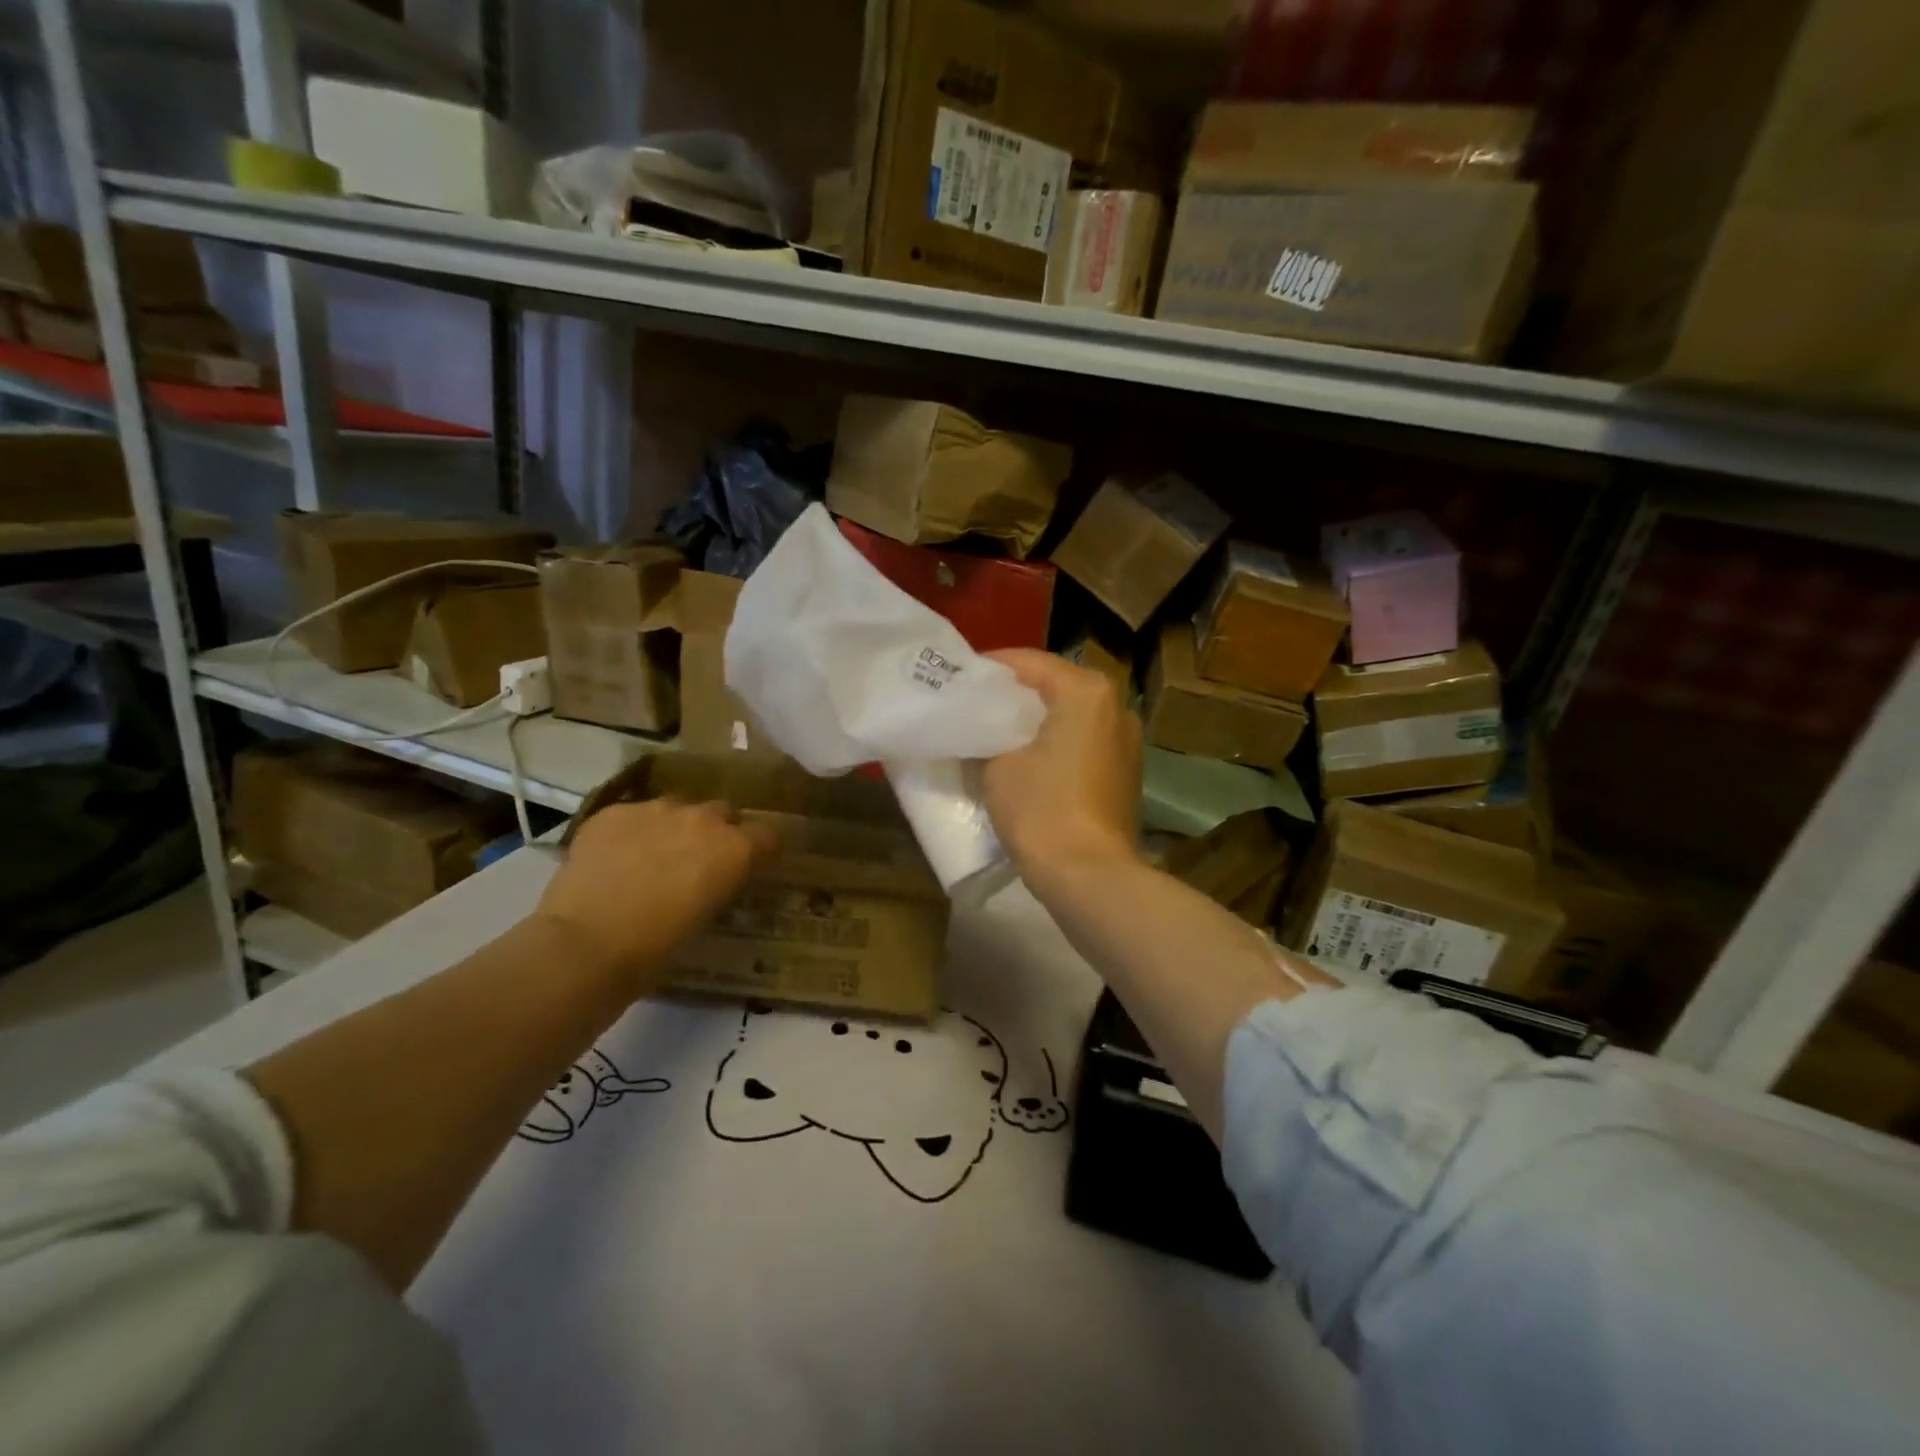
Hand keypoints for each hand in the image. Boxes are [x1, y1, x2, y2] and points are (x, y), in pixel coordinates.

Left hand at [534, 798, 779, 993]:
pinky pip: (634, 816)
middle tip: (698, 862)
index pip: (768, 836)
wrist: (585, 945)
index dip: (761, 851)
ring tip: (651, 858)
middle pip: (723, 813)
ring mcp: (656, 809)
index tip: (752, 866)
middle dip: (717, 832)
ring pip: (677, 809)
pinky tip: (614, 859)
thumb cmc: (656, 948)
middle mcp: (702, 819)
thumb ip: (719, 884)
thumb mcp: (706, 917)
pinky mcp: (615, 812)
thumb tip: (714, 878)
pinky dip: (632, 832)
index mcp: (735, 849)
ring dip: (674, 828)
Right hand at [983, 649, 1141, 894]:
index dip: (990, 667)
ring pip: (1070, 716)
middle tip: (973, 704)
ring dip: (1036, 721)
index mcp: (1086, 691)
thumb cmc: (1041, 809)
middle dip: (1014, 695)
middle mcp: (1115, 706)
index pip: (1030, 662)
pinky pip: (1082, 743)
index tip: (959, 676)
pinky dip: (1055, 744)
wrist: (1089, 876)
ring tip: (995, 732)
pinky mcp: (1125, 772)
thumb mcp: (997, 767)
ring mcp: (1127, 741)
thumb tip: (981, 734)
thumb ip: (987, 737)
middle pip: (1054, 686)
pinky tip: (1026, 760)